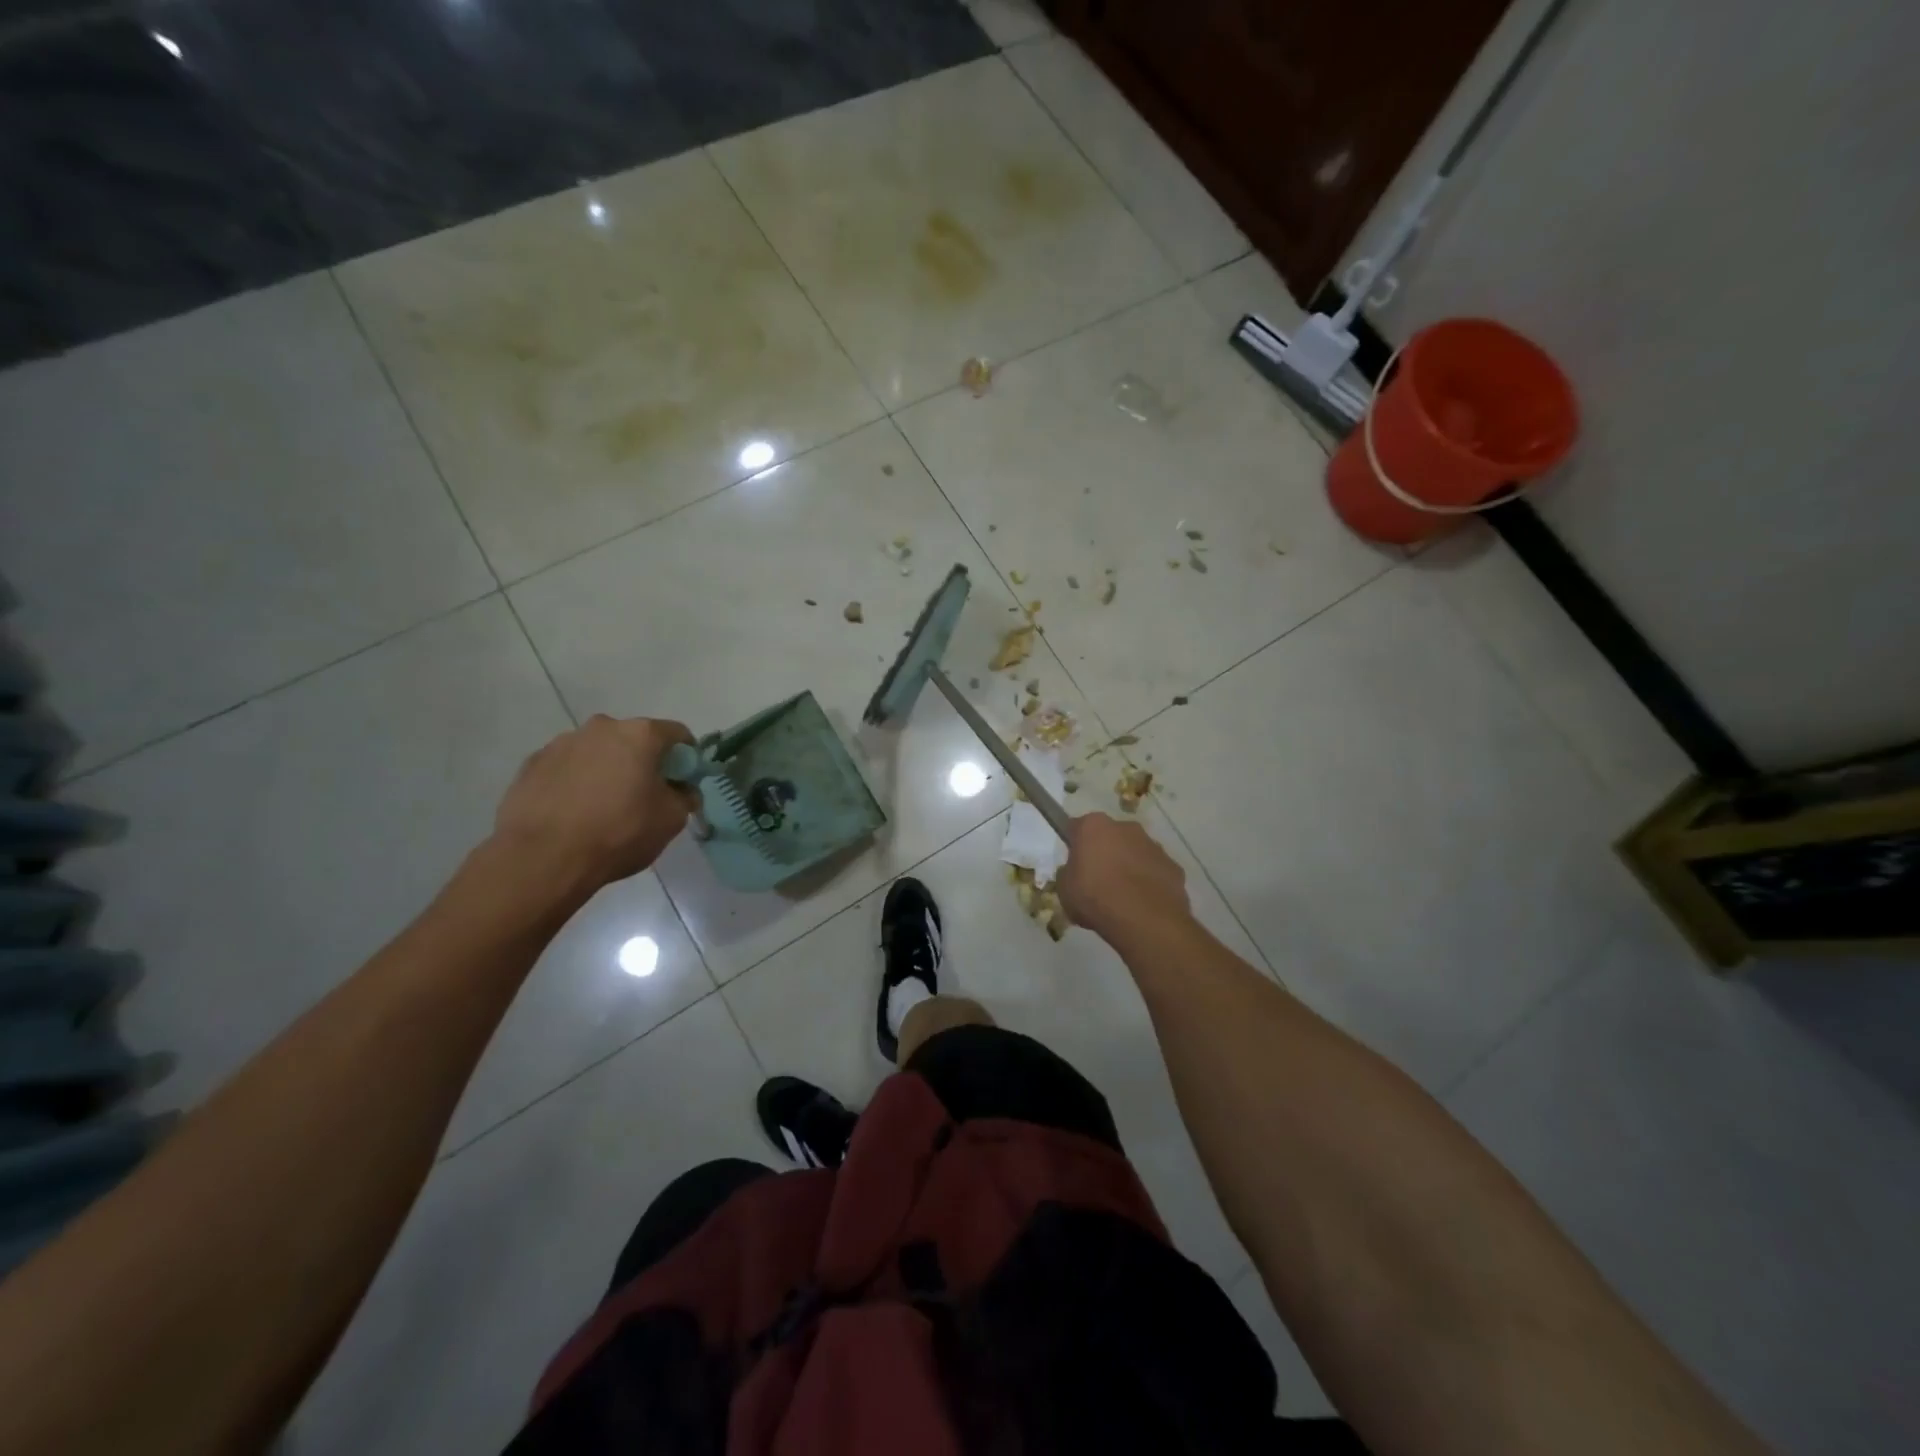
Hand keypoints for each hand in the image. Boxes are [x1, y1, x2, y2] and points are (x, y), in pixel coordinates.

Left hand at [492, 715, 697, 898]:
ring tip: (602, 808)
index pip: (676, 734)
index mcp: (639, 735)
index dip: (686, 757)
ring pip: (597, 752)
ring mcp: (562, 743)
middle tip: (644, 796)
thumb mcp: (671, 820)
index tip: (683, 781)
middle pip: (633, 739)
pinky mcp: (532, 764)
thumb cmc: (618, 833)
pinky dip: (575, 782)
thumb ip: (684, 797)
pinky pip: (566, 768)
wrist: (542, 858)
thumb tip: (682, 790)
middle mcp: (601, 728)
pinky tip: (573, 813)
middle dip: (643, 762)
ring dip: (607, 770)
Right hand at [1057, 812, 1191, 943]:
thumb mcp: (1064, 889)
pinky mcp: (1173, 866)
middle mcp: (1126, 827)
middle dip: (1104, 853)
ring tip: (1122, 898)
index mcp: (1094, 826)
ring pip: (1135, 852)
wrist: (1144, 920)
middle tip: (1096, 881)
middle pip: (1109, 836)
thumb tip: (1075, 872)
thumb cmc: (1095, 898)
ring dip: (1128, 867)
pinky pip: (1155, 871)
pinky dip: (1149, 882)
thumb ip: (1068, 874)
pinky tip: (1142, 904)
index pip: (1077, 827)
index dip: (1074, 845)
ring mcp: (1153, 845)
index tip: (1073, 863)